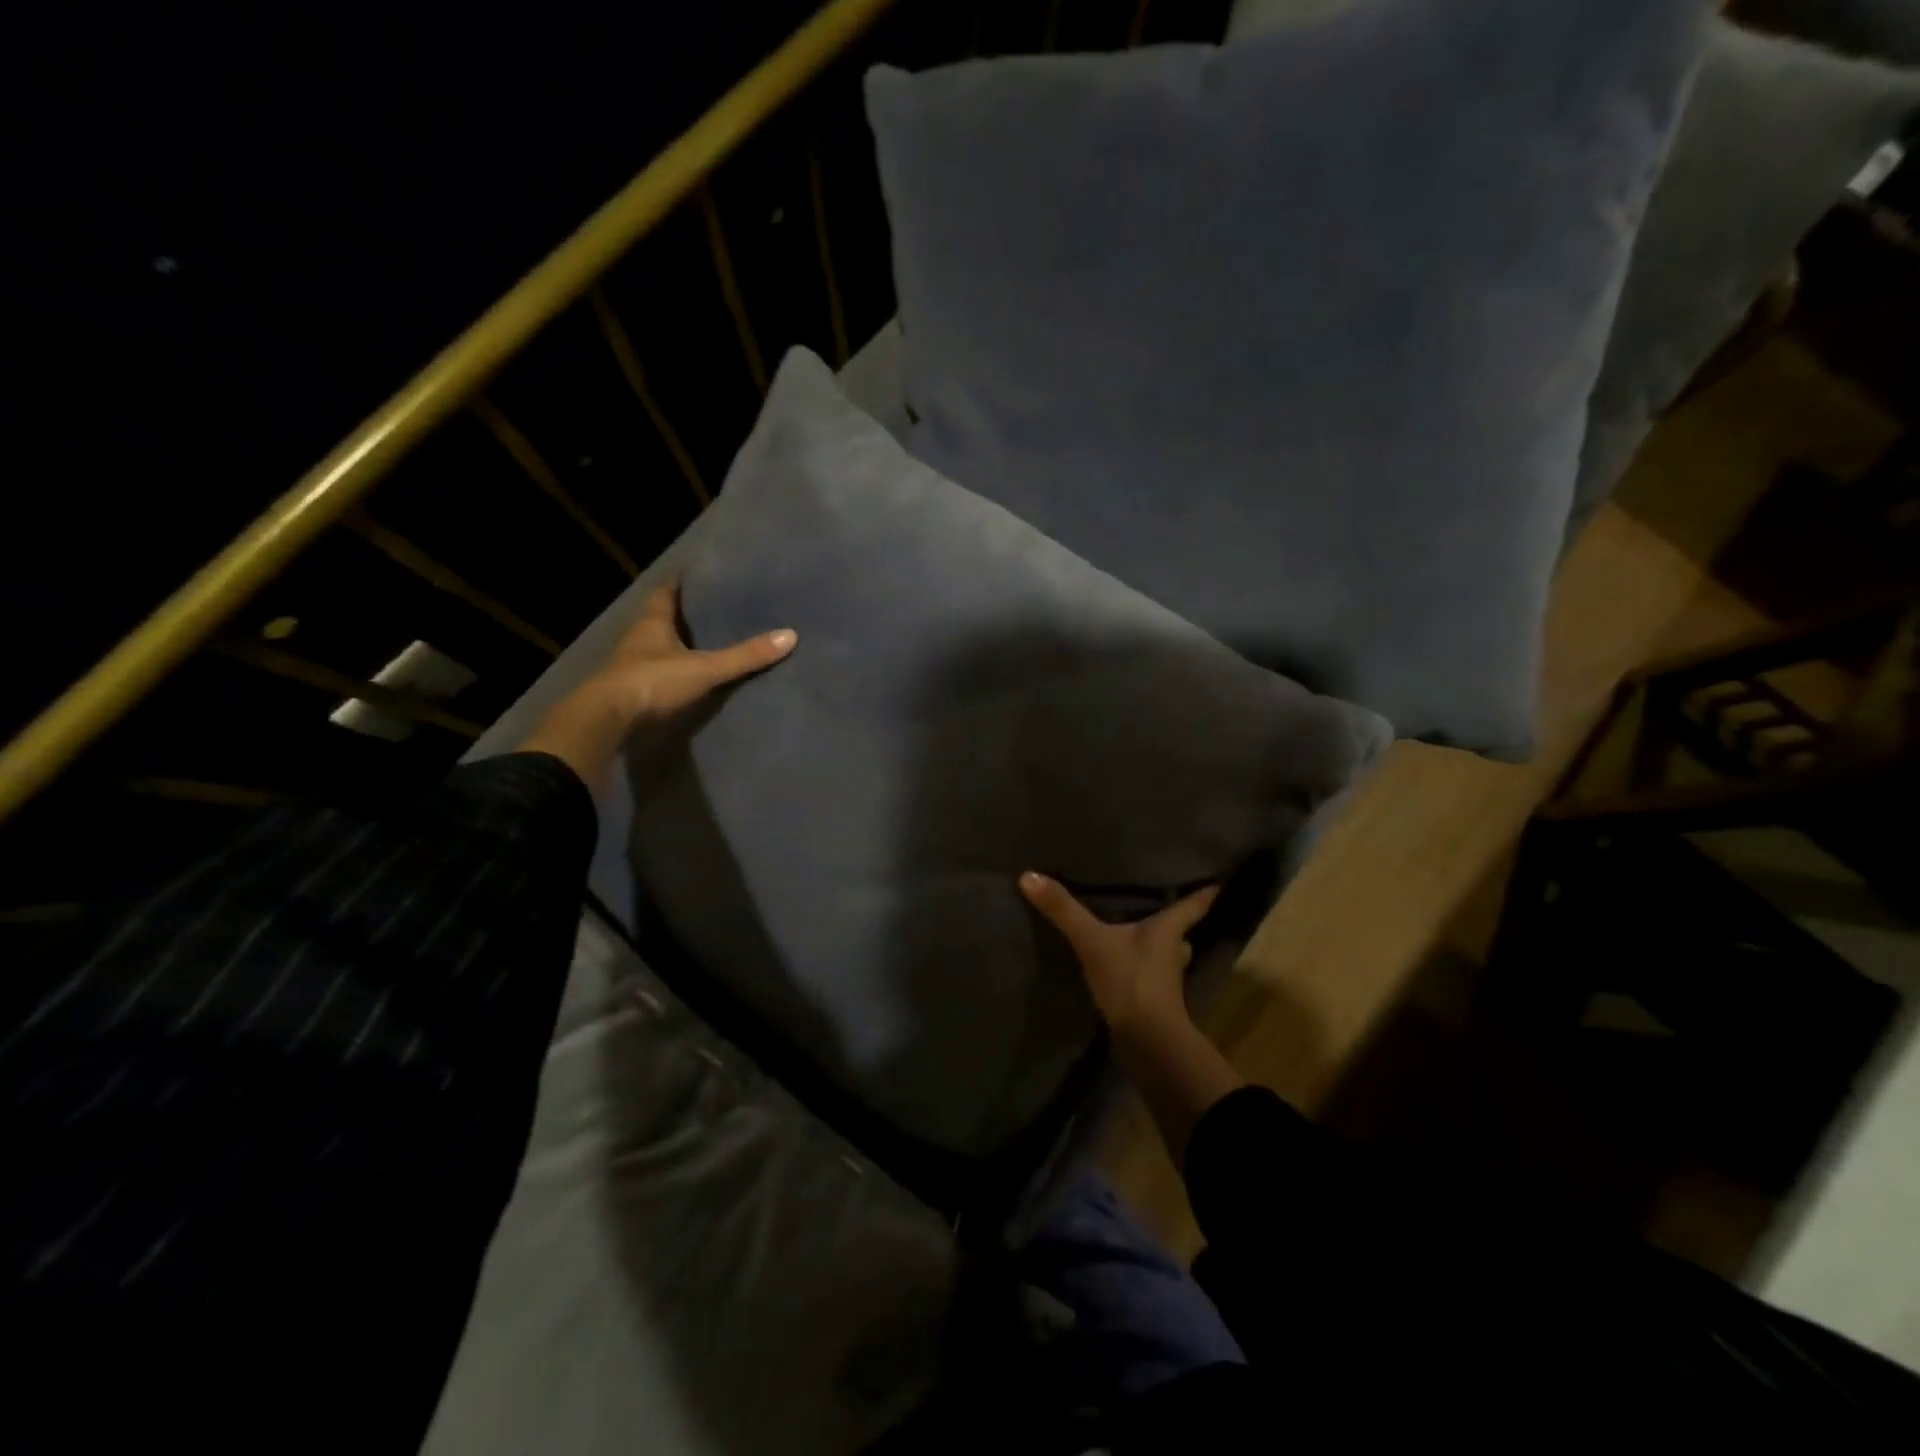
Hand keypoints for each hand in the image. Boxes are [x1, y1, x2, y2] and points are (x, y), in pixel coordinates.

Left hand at [591, 582, 795, 723]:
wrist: (607, 720)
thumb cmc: (653, 682)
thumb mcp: (705, 668)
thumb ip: (744, 656)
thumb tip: (790, 635)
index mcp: (652, 623)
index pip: (665, 593)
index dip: (680, 584)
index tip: (698, 577)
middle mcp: (637, 638)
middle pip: (660, 619)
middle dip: (680, 614)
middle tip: (708, 609)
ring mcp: (630, 666)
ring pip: (655, 646)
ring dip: (673, 644)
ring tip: (702, 642)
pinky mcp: (629, 691)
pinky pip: (653, 673)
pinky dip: (669, 671)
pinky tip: (685, 677)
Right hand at [1018, 872, 1220, 1035]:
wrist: (1146, 1041)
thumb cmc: (1130, 980)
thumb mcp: (1091, 940)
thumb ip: (1062, 909)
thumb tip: (1028, 875)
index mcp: (1168, 930)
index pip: (1192, 906)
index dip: (1204, 893)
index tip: (1217, 882)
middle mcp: (1173, 952)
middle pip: (1181, 933)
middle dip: (1175, 923)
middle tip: (1164, 907)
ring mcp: (1166, 981)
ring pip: (1168, 957)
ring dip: (1159, 949)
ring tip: (1141, 937)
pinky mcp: (1153, 1003)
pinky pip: (1150, 978)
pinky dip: (1142, 970)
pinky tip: (1126, 968)